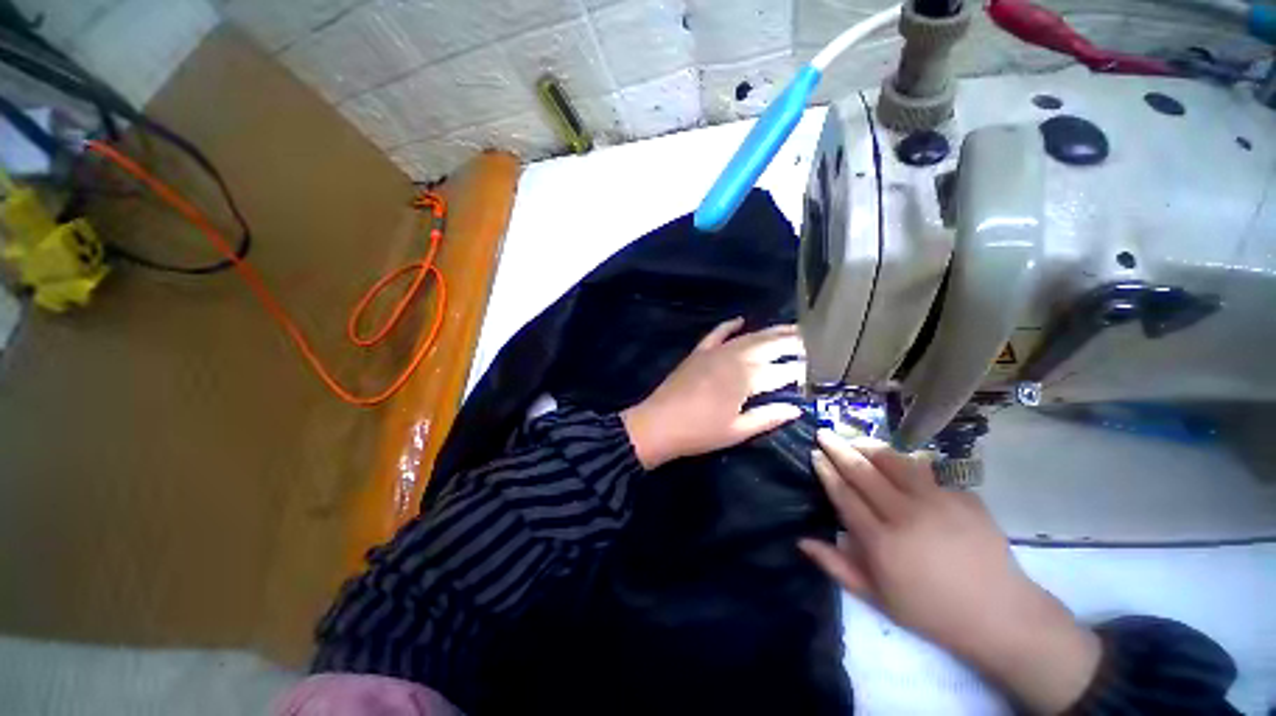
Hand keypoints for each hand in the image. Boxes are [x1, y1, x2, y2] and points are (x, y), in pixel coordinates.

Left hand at [620, 318, 804, 469]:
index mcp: (746, 379)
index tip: (817, 369)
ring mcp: (715, 352)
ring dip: (771, 331)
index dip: (801, 370)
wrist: (658, 424)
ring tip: (791, 328)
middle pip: (769, 346)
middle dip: (793, 342)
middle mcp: (734, 358)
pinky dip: (729, 325)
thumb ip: (768, 417)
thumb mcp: (737, 431)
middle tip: (813, 340)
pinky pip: (717, 333)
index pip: (782, 371)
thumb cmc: (699, 433)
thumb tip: (796, 408)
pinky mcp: (699, 352)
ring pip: (748, 337)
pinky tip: (741, 319)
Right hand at [800, 430, 1101, 714]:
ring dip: (870, 446)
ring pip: (895, 461)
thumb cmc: (931, 611)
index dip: (826, 470)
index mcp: (882, 542)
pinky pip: (928, 473)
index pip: (844, 494)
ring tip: (855, 440)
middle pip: (863, 471)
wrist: (1000, 615)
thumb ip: (836, 566)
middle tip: (824, 433)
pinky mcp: (963, 497)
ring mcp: (939, 502)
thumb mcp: (877, 598)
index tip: (815, 453)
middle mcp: (906, 515)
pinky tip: (900, 466)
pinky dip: (907, 464)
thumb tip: (801, 540)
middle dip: (838, 448)